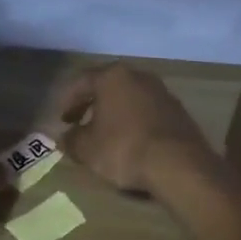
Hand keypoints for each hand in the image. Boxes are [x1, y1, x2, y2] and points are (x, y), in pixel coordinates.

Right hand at [50, 63, 216, 195]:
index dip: (68, 100)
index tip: (61, 120)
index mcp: (112, 76)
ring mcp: (161, 91)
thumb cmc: (124, 148)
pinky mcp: (177, 110)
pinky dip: (135, 121)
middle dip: (91, 104)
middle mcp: (137, 75)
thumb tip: (64, 137)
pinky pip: (147, 111)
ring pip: (129, 97)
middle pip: (107, 85)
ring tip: (105, 134)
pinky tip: (132, 141)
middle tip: (80, 123)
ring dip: (114, 112)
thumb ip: (71, 140)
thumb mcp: (88, 149)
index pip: (82, 81)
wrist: (178, 164)